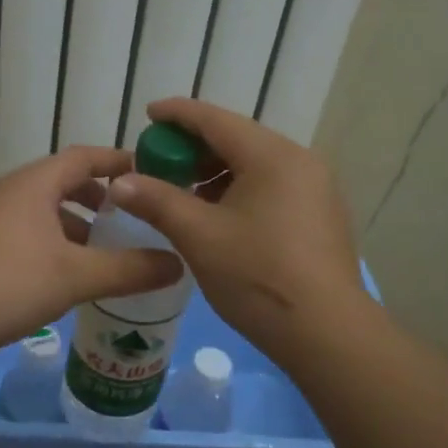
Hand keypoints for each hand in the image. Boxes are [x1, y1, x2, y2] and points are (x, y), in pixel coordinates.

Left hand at [0, 144, 183, 355]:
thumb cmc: (12, 283)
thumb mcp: (79, 275)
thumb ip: (131, 269)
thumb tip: (178, 264)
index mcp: (33, 184)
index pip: (83, 157)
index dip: (118, 161)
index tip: (149, 172)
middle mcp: (10, 192)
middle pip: (62, 181)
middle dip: (98, 197)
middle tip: (129, 216)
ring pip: (44, 210)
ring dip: (76, 224)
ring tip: (103, 250)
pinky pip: (27, 232)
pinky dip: (54, 242)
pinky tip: (67, 274)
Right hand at [108, 99, 370, 368]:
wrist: (327, 333)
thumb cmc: (258, 276)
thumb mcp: (199, 236)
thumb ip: (157, 201)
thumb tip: (120, 181)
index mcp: (272, 156)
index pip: (216, 120)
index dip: (178, 114)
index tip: (148, 114)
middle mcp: (300, 161)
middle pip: (238, 140)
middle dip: (194, 148)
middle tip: (159, 163)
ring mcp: (317, 189)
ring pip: (256, 165)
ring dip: (216, 173)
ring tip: (184, 195)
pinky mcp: (321, 216)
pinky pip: (272, 187)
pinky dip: (240, 191)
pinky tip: (220, 217)